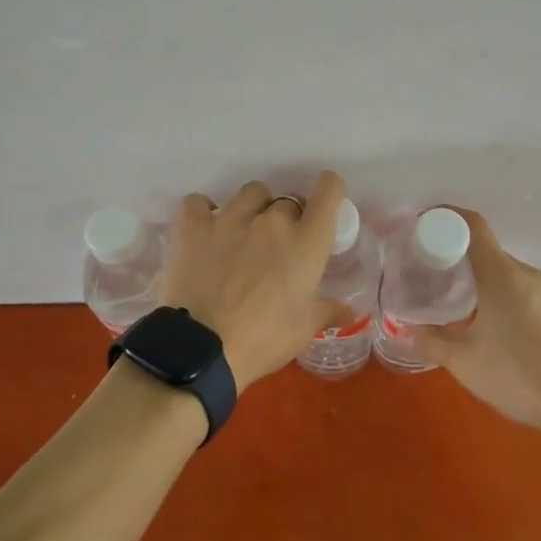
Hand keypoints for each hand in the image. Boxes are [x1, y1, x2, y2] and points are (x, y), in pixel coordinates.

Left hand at [156, 172, 352, 392]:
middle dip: (287, 220)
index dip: (330, 189)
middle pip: (287, 201)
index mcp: (306, 242)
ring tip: (243, 235)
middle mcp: (272, 221)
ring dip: (253, 209)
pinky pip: (199, 203)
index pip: (329, 191)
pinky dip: (203, 211)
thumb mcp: (302, 331)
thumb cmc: (262, 341)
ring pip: (251, 193)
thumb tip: (347, 312)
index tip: (325, 202)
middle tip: (277, 248)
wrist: (200, 351)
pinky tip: (205, 229)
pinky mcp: (194, 227)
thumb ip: (325, 312)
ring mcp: (230, 219)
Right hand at [411, 209, 540, 438]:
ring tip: (450, 297)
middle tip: (426, 270)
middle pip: (485, 249)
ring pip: (502, 271)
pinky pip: (517, 288)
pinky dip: (494, 292)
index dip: (445, 217)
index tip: (421, 226)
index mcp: (501, 274)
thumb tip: (403, 330)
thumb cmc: (519, 374)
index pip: (473, 226)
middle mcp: (525, 273)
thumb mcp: (465, 361)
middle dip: (454, 254)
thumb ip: (431, 341)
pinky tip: (483, 320)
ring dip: (475, 277)